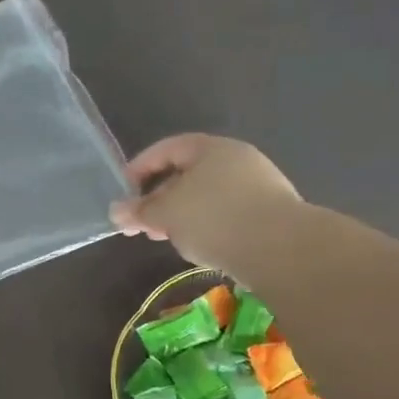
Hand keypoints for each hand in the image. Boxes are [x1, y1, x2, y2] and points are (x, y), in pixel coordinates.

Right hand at [109, 133, 302, 272]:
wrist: (281, 249)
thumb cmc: (214, 218)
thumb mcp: (166, 213)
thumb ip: (139, 211)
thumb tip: (116, 210)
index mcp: (211, 149)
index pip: (167, 149)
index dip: (140, 168)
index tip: (123, 192)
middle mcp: (237, 160)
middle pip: (187, 174)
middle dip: (159, 198)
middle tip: (141, 223)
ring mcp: (258, 187)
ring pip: (206, 197)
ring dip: (180, 216)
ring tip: (165, 238)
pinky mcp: (269, 215)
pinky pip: (226, 215)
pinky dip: (205, 227)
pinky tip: (198, 247)